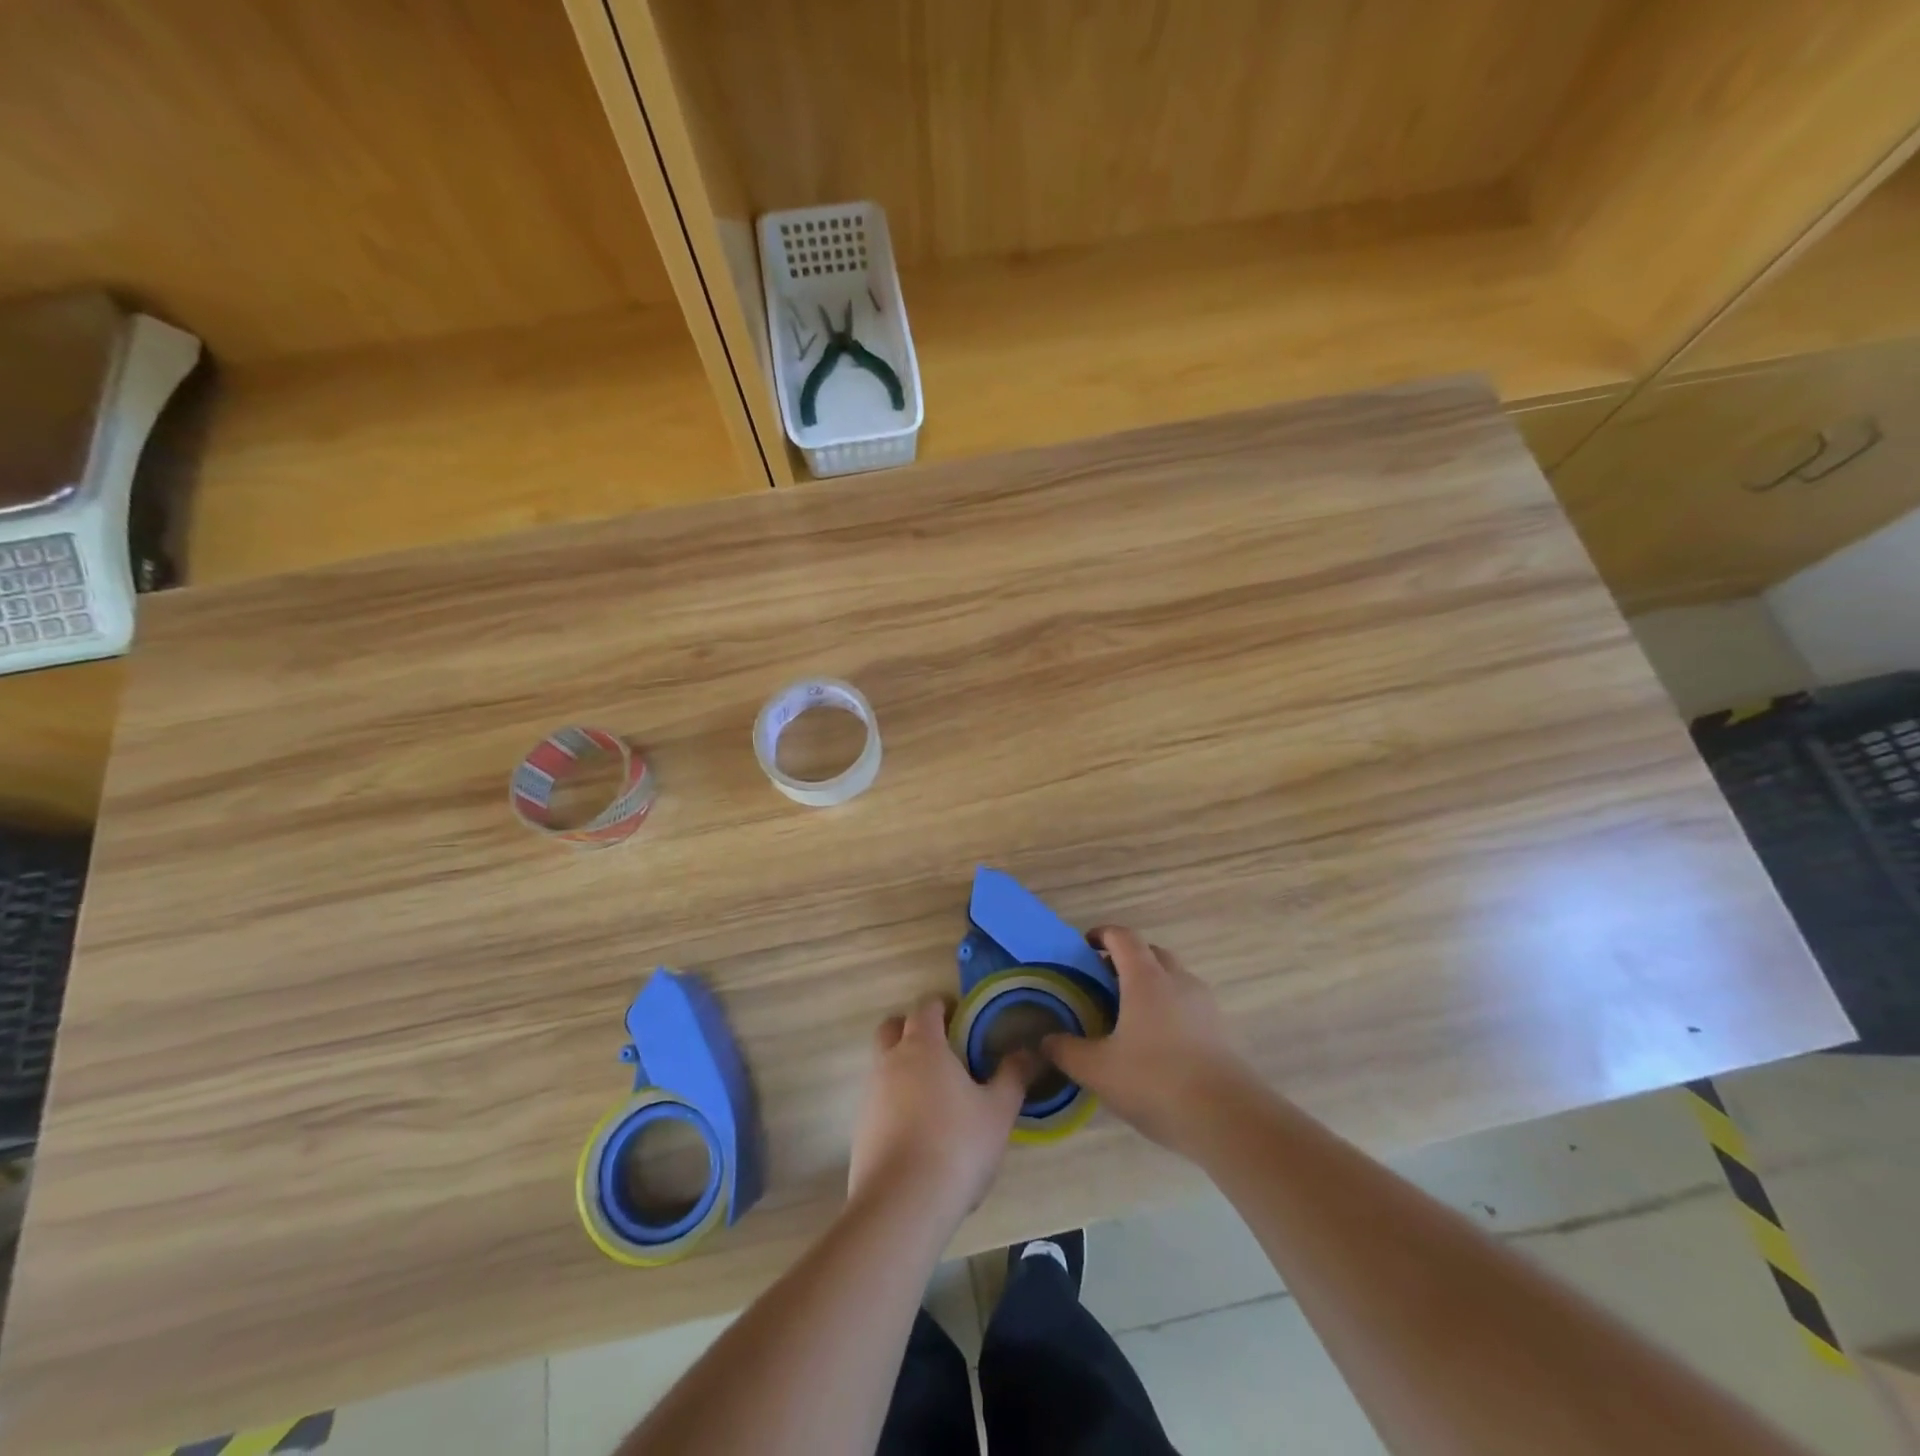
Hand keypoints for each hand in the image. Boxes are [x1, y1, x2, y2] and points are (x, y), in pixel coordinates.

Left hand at [848, 994, 1029, 1228]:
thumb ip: (1013, 1076)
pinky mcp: (860, 1129)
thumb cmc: (956, 1145)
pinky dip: (894, 1104)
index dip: (942, 1006)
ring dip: (902, 1068)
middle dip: (911, 1029)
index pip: (925, 1007)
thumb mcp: (998, 1111)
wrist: (902, 1204)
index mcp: (922, 1046)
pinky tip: (918, 1132)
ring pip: (882, 1065)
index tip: (961, 1016)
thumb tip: (1029, 1051)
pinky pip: (878, 1102)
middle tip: (941, 1048)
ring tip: (935, 1096)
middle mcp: (890, 1061)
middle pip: (892, 1028)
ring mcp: (870, 1095)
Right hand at [1044, 927, 1256, 1153]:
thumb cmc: (1155, 1081)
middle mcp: (1178, 980)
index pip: (1123, 937)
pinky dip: (1169, 1008)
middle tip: (1102, 982)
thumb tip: (1045, 1040)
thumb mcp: (1098, 1070)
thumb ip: (1067, 1051)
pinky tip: (1156, 1042)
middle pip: (1151, 953)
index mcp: (1146, 978)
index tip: (1084, 946)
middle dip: (1126, 959)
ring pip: (1173, 978)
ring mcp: (1204, 1004)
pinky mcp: (1220, 1030)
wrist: (1227, 1118)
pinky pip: (1189, 1004)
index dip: (1102, 934)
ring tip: (1128, 1014)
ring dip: (1151, 984)